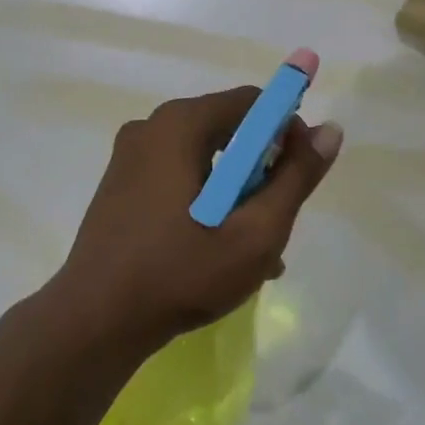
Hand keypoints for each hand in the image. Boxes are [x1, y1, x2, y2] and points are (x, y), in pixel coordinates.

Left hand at [52, 84, 342, 358]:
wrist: (95, 323)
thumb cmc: (181, 272)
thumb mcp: (256, 231)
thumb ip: (296, 177)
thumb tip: (330, 130)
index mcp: (180, 124)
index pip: (251, 102)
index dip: (287, 129)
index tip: (301, 172)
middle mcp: (151, 128)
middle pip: (227, 129)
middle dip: (262, 168)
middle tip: (277, 216)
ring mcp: (129, 158)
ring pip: (204, 158)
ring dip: (237, 192)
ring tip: (256, 245)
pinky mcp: (119, 186)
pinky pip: (178, 178)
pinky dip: (206, 200)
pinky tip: (221, 249)